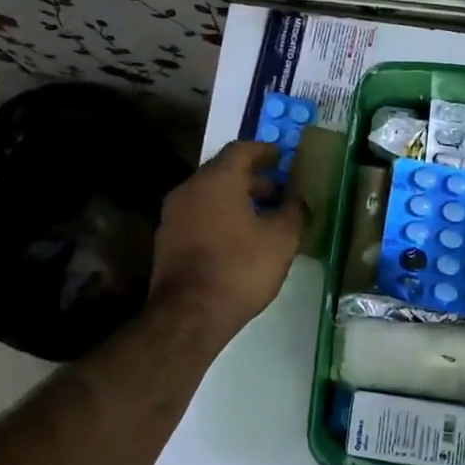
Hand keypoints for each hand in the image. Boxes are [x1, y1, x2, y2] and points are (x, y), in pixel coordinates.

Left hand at [148, 140, 306, 338]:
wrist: (189, 315)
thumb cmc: (240, 268)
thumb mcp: (281, 240)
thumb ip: (293, 213)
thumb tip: (297, 202)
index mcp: (217, 179)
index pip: (241, 150)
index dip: (264, 151)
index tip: (281, 157)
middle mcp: (190, 189)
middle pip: (223, 172)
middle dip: (253, 179)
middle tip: (278, 192)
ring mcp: (173, 215)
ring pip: (209, 196)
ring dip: (236, 200)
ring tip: (263, 218)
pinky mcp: (167, 240)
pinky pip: (199, 216)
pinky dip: (220, 218)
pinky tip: (240, 240)